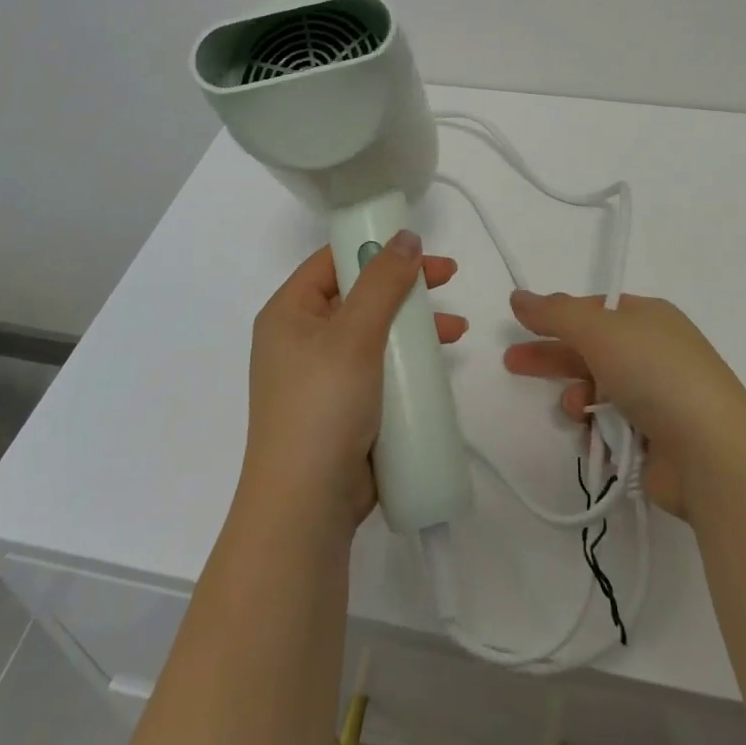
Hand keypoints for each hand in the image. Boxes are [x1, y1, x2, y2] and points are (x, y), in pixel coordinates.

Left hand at [238, 231, 466, 540]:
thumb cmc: (323, 406)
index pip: (333, 260)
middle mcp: (301, 338)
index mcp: (289, 312)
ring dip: (414, 325)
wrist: (306, 508)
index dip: (375, 246)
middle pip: (359, 294)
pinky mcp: (343, 407)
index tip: (419, 247)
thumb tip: (407, 236)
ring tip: (456, 330)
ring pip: (375, 332)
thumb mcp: (355, 335)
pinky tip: (438, 364)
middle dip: (405, 287)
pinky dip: (408, 361)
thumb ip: (384, 282)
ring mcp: (322, 375)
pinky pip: (379, 368)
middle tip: (448, 278)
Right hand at [503, 290, 745, 521]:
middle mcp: (654, 352)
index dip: (558, 315)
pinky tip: (591, 433)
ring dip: (576, 395)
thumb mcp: (600, 330)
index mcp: (649, 317)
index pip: (594, 309)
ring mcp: (657, 397)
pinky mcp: (655, 439)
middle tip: (512, 362)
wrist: (712, 454)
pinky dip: (596, 427)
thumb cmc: (655, 374)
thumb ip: (554, 313)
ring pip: (597, 389)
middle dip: (552, 355)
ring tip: (572, 407)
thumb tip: (519, 296)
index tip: (524, 324)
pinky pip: (610, 425)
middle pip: (590, 348)